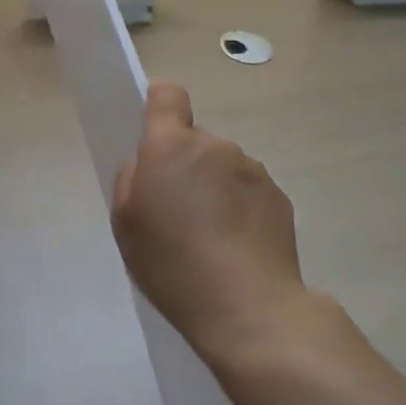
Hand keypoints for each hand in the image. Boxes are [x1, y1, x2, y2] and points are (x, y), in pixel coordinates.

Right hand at [111, 81, 309, 364]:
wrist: (250, 309)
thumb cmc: (174, 265)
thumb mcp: (126, 226)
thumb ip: (130, 180)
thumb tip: (146, 164)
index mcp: (171, 145)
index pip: (168, 95)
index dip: (159, 105)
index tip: (154, 133)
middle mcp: (214, 146)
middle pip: (194, 140)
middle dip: (185, 165)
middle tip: (179, 212)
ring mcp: (251, 169)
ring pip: (223, 166)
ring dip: (215, 187)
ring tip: (212, 238)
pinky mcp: (279, 197)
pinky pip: (249, 191)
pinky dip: (241, 209)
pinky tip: (237, 249)